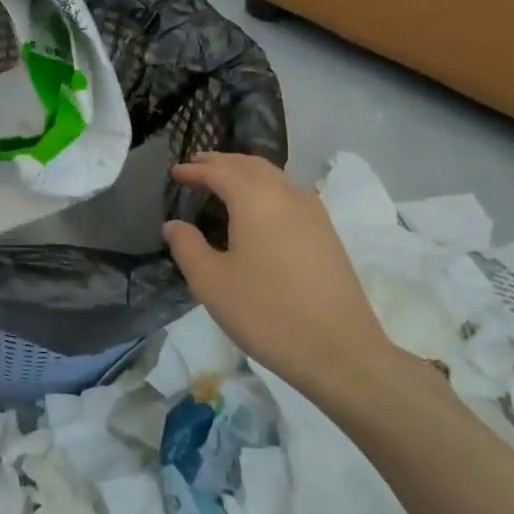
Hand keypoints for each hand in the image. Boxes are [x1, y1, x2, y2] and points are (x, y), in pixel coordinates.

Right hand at [162, 153, 396, 402]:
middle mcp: (287, 195)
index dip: (194, 170)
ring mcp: (313, 214)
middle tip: (197, 165)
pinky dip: (266, 190)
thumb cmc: (265, 312)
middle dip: (221, 162)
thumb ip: (187, 246)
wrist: (339, 351)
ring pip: (274, 178)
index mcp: (255, 199)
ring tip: (224, 181)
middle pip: (251, 165)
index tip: (174, 172)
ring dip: (245, 173)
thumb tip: (174, 224)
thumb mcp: (210, 282)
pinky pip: (289, 195)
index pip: (219, 172)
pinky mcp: (327, 235)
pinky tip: (259, 209)